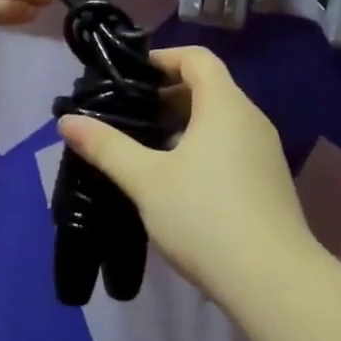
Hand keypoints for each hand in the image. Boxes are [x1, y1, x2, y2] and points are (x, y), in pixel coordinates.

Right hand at [57, 46, 322, 311]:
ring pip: (220, 119)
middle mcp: (251, 118)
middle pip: (208, 87)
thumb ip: (107, 147)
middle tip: (130, 116)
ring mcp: (265, 150)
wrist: (274, 282)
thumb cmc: (205, 218)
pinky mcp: (270, 180)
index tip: (131, 78)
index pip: (197, 58)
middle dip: (167, 95)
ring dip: (184, 124)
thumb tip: (66, 121)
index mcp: (224, 104)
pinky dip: (203, 147)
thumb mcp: (147, 181)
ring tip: (147, 150)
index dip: (163, 58)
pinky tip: (179, 181)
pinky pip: (232, 145)